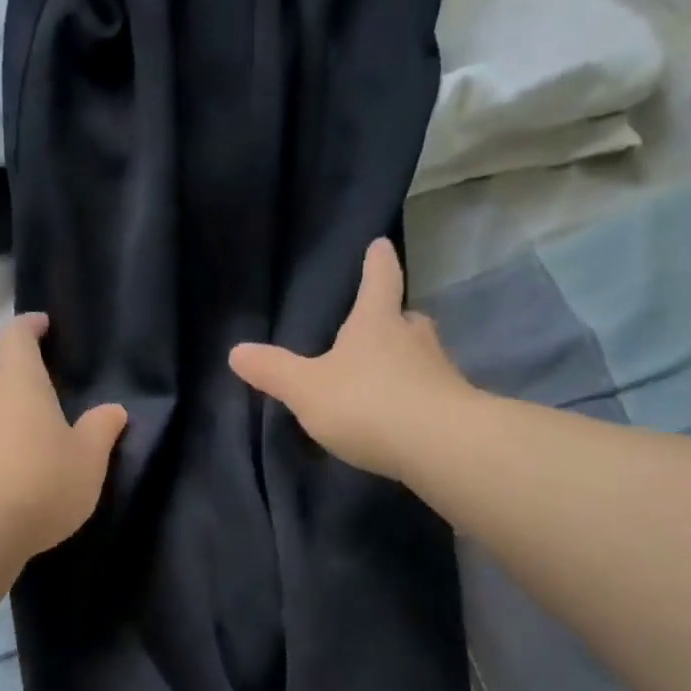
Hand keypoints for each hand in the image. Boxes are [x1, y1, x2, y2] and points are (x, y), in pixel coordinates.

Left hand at [0, 314, 128, 559]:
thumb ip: (101, 430)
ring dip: (6, 416)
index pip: (15, 336)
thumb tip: (113, 409)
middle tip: (48, 390)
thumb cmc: (39, 482)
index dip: (29, 327)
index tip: (43, 325)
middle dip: (20, 376)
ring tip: (33, 436)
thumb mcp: (87, 459)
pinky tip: (11, 473)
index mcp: (16, 381)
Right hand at [229, 238, 471, 481]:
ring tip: (386, 374)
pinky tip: (403, 415)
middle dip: (393, 318)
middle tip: (381, 322)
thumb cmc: (366, 403)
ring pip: (421, 355)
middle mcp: (413, 337)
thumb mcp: (307, 389)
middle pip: (406, 317)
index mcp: (376, 322)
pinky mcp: (454, 406)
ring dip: (406, 359)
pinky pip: (430, 392)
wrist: (439, 445)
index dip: (377, 261)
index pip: (379, 280)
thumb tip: (236, 350)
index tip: (380, 245)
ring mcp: (439, 371)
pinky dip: (416, 397)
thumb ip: (273, 371)